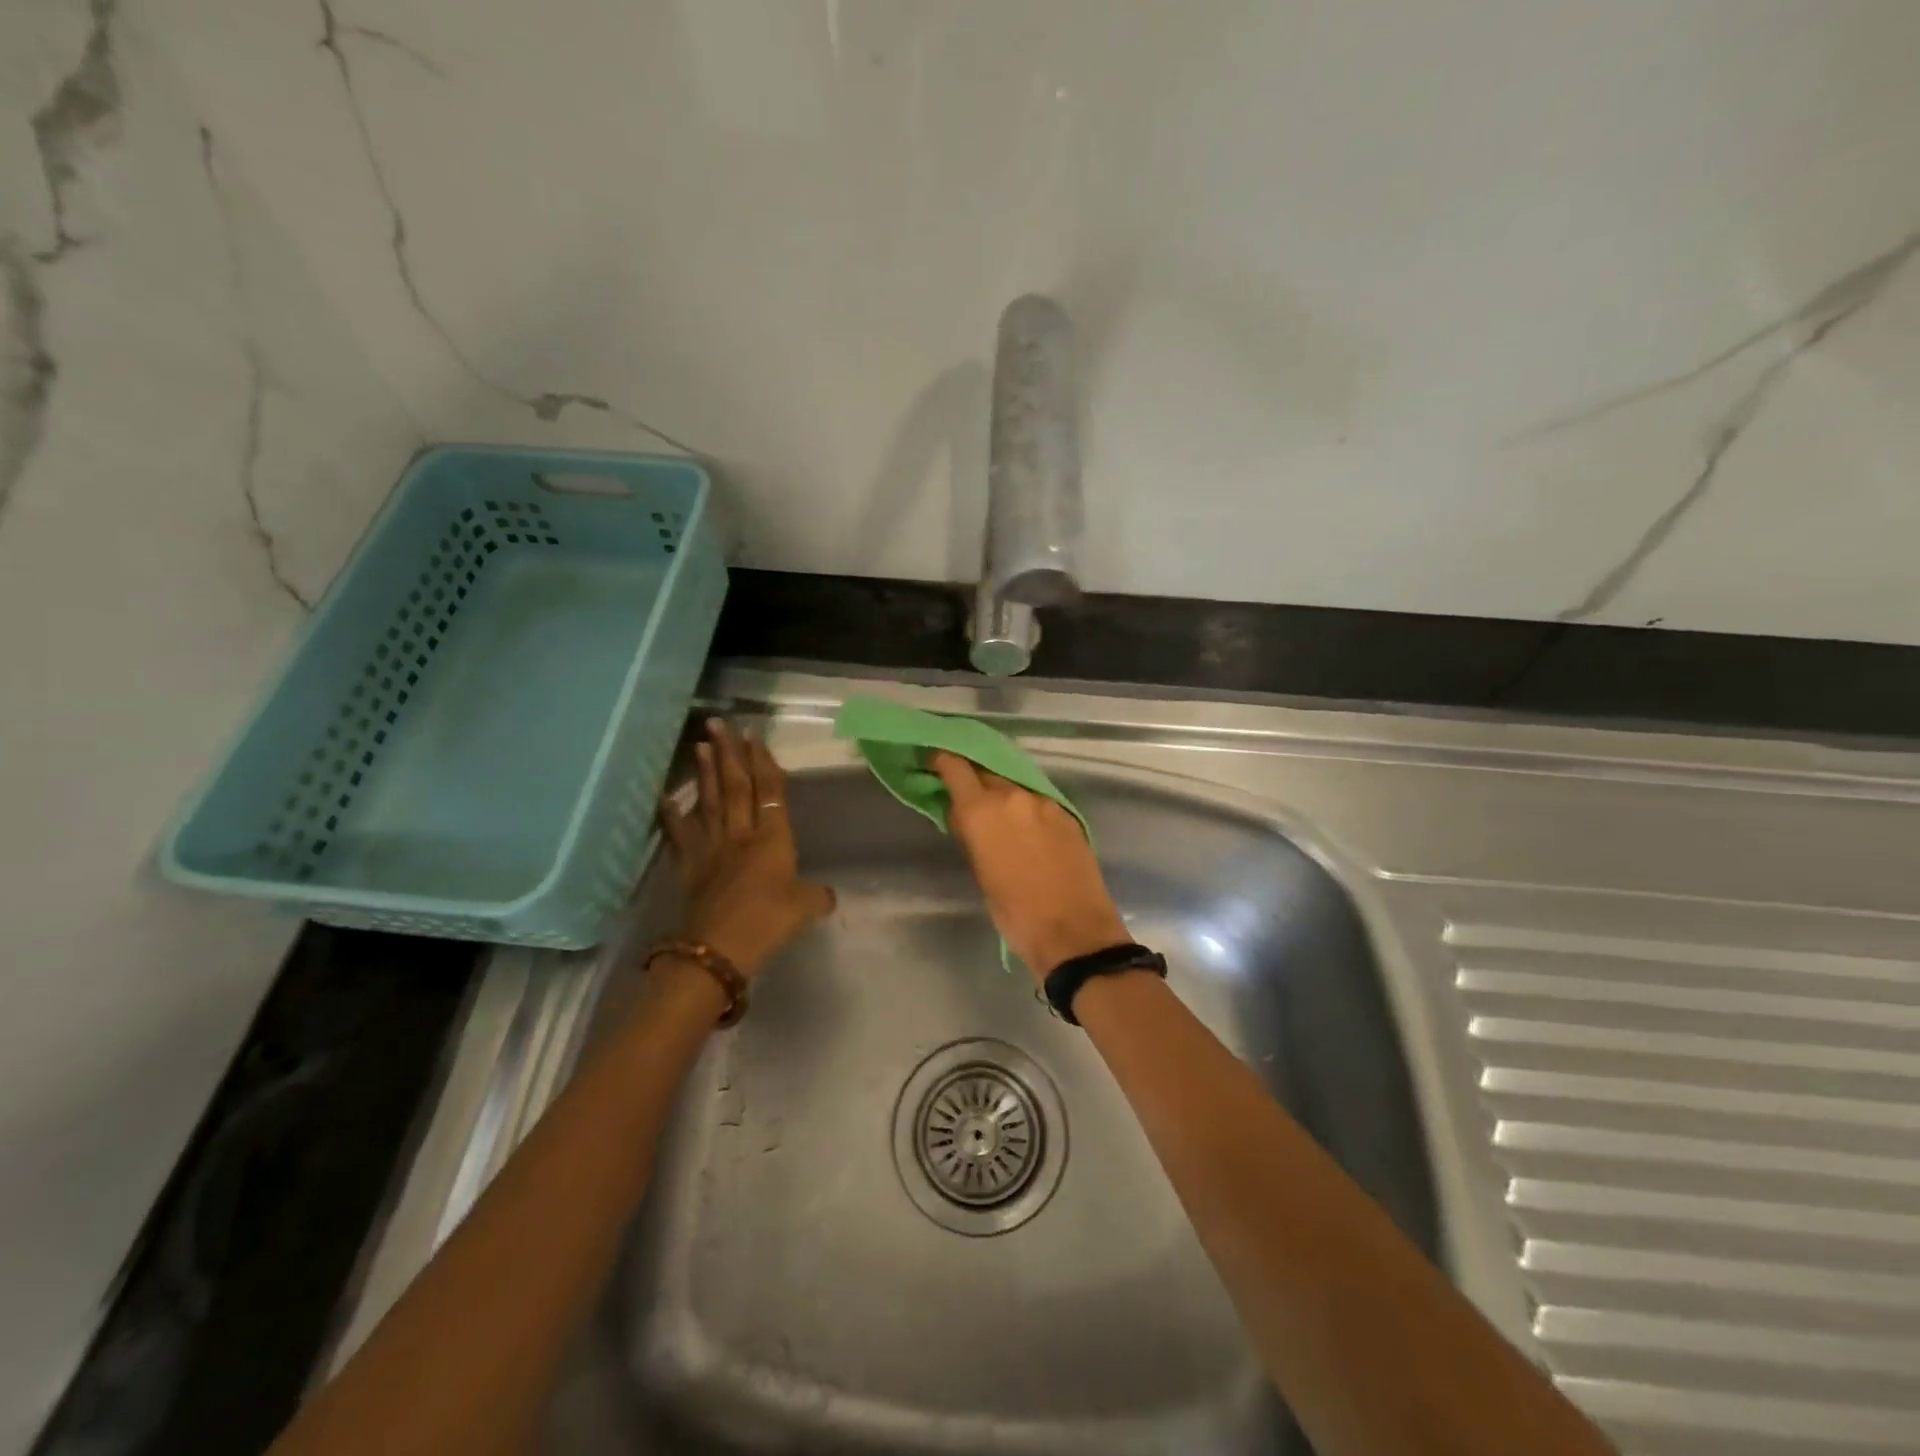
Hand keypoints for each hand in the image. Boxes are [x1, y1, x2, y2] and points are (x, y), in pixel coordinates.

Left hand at [660, 720, 834, 977]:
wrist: (720, 946)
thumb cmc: (768, 921)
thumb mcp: (805, 908)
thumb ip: (817, 896)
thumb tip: (827, 897)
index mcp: (773, 839)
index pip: (769, 792)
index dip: (763, 764)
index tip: (754, 737)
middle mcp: (741, 834)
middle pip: (736, 787)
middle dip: (730, 754)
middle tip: (719, 724)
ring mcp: (712, 847)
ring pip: (710, 801)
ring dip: (706, 772)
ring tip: (700, 744)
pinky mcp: (690, 865)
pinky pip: (679, 834)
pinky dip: (670, 815)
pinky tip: (664, 796)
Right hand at [929, 751, 1128, 979]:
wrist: (1074, 932)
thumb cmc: (1016, 913)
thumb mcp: (981, 874)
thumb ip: (970, 835)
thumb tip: (963, 816)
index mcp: (983, 810)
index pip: (956, 767)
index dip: (942, 762)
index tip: (933, 764)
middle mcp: (1014, 796)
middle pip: (986, 773)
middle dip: (973, 780)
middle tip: (964, 797)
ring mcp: (1045, 803)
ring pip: (1014, 786)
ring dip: (1001, 794)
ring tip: (996, 815)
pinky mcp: (1067, 815)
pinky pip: (1037, 801)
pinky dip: (1025, 808)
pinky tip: (1025, 828)